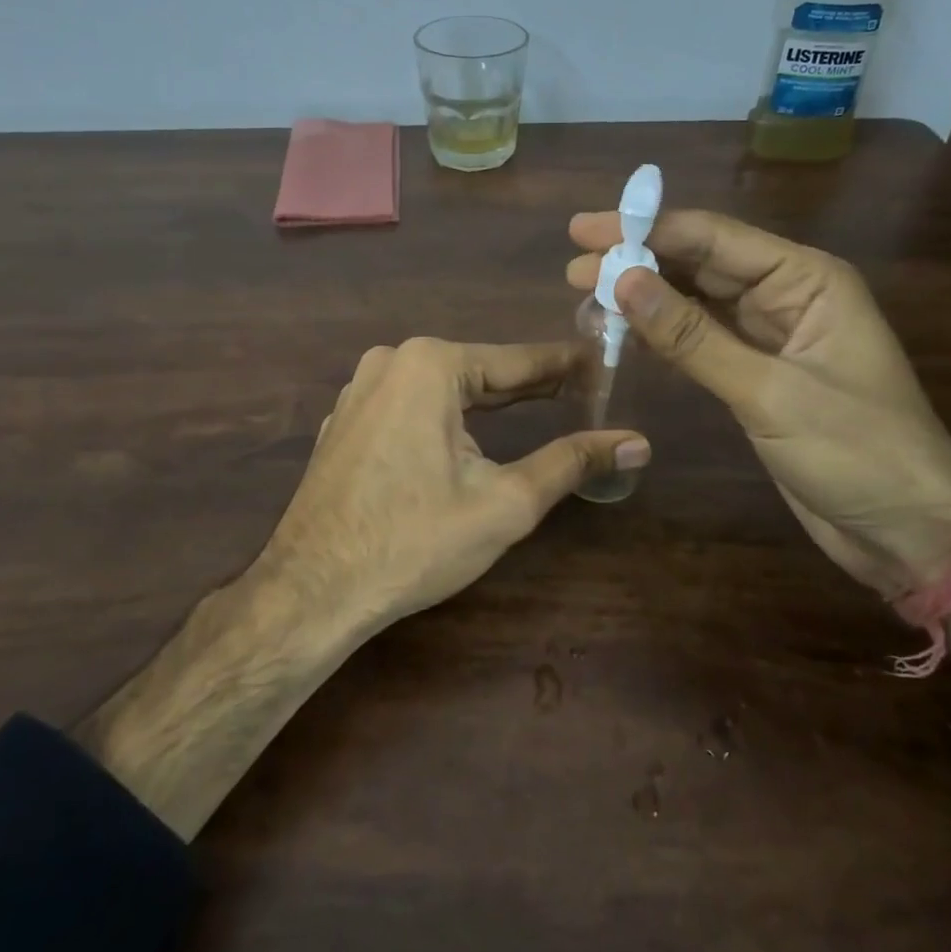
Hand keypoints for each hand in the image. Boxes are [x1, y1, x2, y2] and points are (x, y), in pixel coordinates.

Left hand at [261, 338, 649, 631]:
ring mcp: (359, 390)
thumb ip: (572, 462)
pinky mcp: (344, 421)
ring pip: (441, 388)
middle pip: (477, 372)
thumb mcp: (504, 502)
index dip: (564, 366)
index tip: (601, 362)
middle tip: (580, 391)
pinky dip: (443, 417)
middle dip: (527, 385)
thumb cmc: (414, 541)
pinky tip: (465, 437)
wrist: (312, 590)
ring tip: (536, 407)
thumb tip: (637, 442)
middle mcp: (390, 361)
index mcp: (429, 365)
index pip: (516, 361)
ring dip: (486, 401)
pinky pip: (408, 406)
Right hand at [567, 209, 950, 584]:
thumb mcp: (770, 392)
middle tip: (573, 267)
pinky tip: (622, 330)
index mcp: (806, 279)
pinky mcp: (756, 373)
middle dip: (637, 261)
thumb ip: (693, 337)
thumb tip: (624, 280)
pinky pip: (700, 339)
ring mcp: (770, 335)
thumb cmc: (858, 453)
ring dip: (644, 296)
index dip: (645, 229)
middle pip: (700, 263)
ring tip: (585, 293)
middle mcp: (786, 295)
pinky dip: (661, 334)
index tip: (585, 231)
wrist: (909, 532)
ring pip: (695, 300)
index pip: (713, 238)